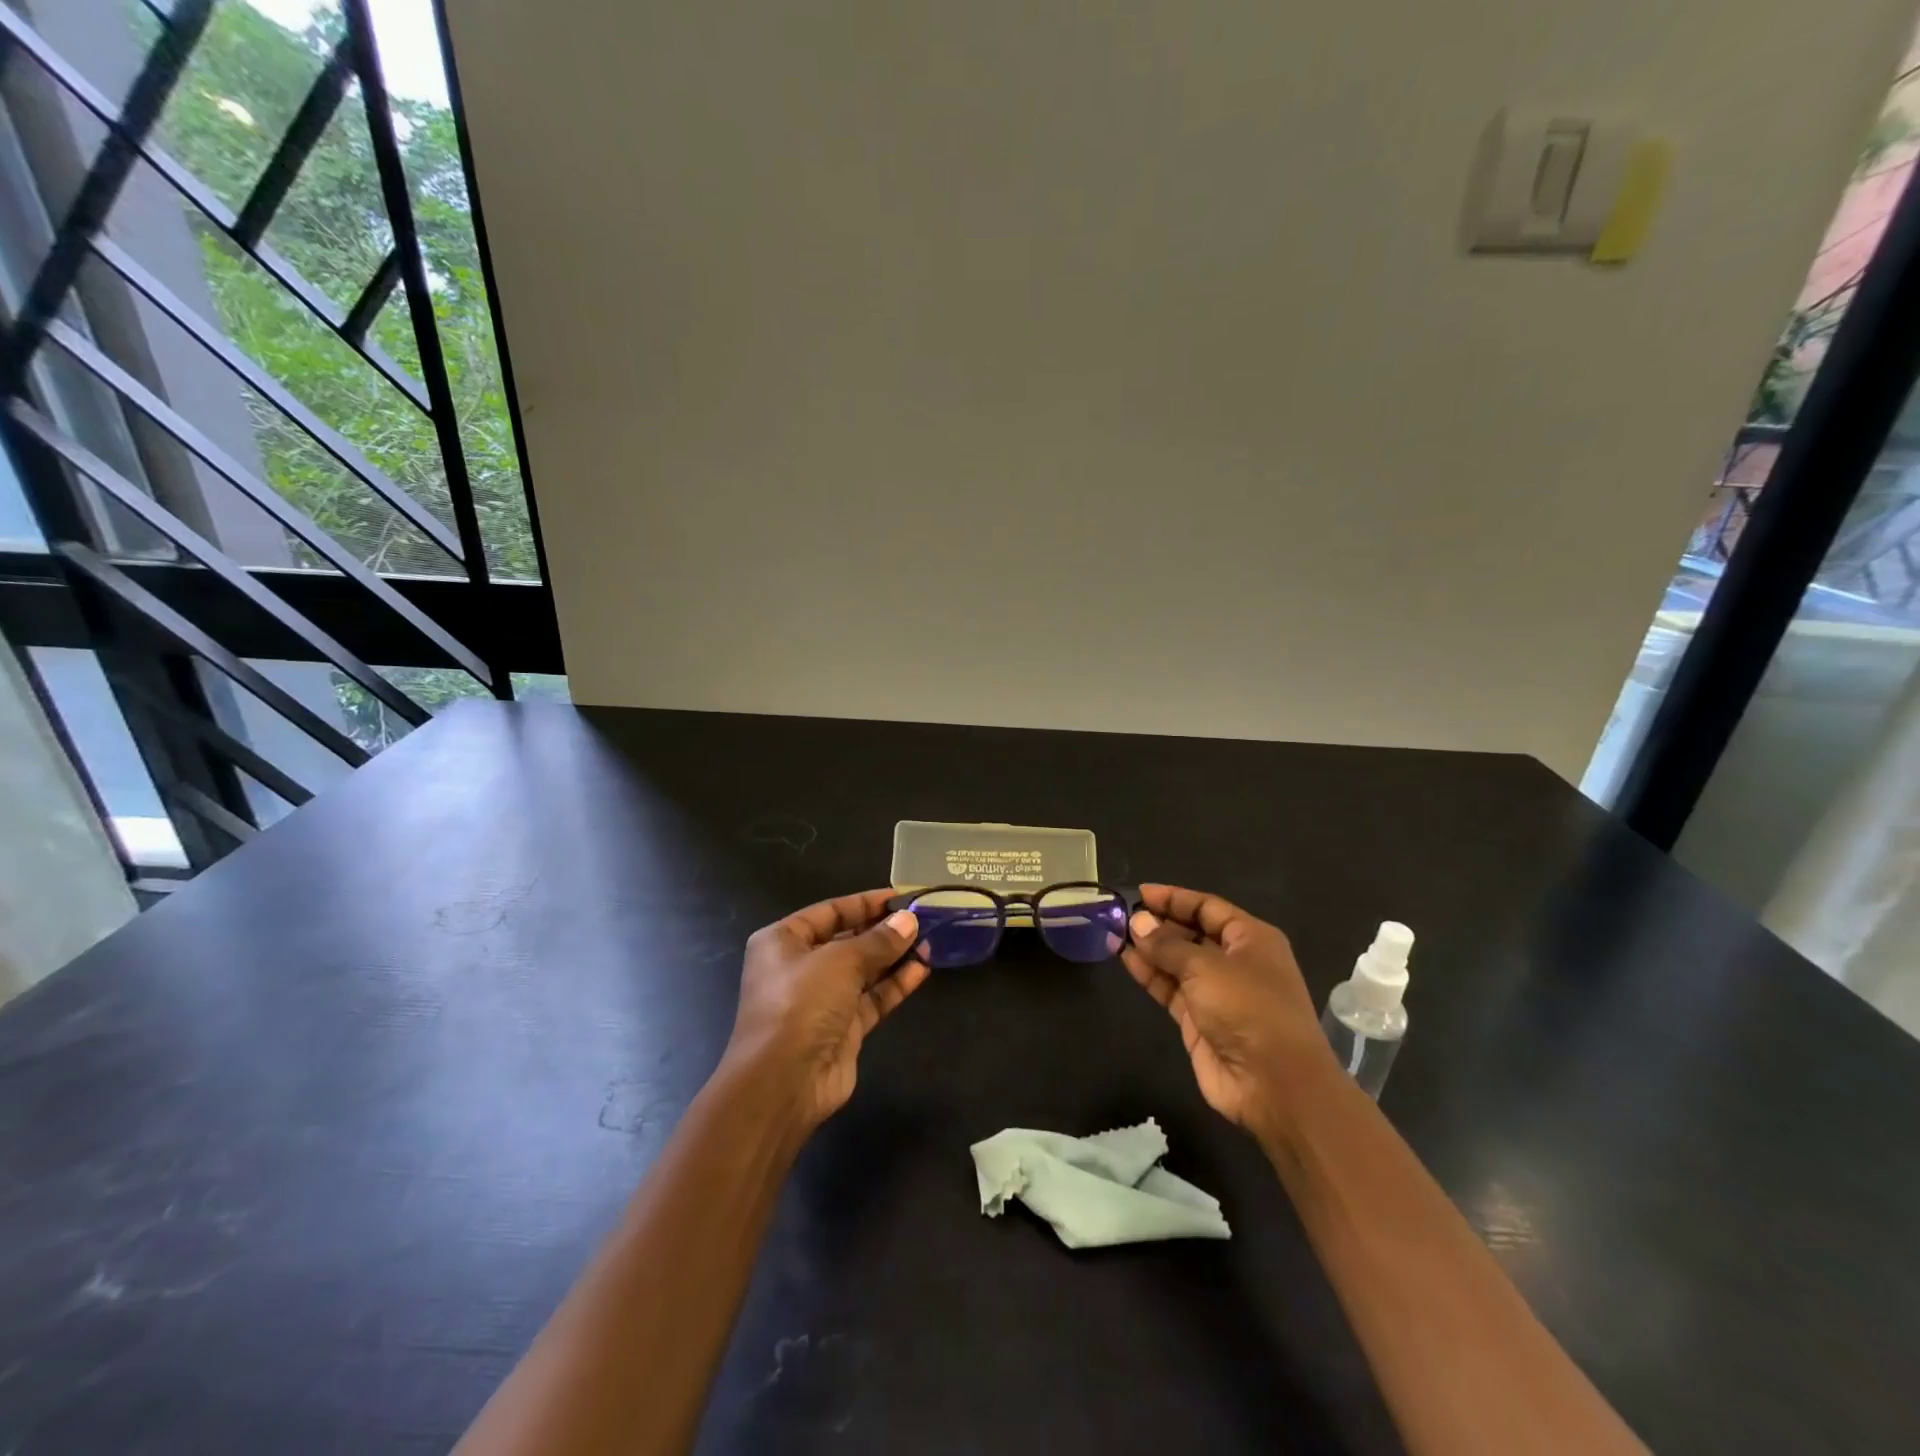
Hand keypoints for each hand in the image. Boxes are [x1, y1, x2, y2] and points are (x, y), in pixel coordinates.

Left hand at [721, 889, 928, 1130]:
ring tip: (930, 941)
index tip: (902, 897)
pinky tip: (923, 969)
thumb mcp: (841, 960)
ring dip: (894, 956)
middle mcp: (800, 967)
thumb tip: (909, 920)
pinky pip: (872, 998)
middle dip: (884, 930)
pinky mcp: (842, 1028)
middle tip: (923, 919)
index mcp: (784, 941)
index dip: (866, 903)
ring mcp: (821, 999)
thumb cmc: (802, 1003)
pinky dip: (895, 984)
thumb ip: (878, 940)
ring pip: (864, 970)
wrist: (783, 1083)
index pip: (830, 911)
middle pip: (848, 939)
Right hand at [1122, 884, 1333, 1133]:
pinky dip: (1150, 974)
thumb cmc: (1248, 1008)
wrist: (1274, 1084)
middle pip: (1192, 933)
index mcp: (1251, 939)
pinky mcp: (1199, 1021)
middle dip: (1159, 924)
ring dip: (1149, 949)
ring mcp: (1217, 993)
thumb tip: (1137, 922)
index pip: (1208, 907)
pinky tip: (1126, 959)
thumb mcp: (1206, 967)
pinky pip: (1171, 989)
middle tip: (1121, 915)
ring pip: (1178, 962)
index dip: (1174, 898)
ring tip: (1115, 934)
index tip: (1139, 894)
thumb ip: (1167, 944)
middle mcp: (1235, 962)